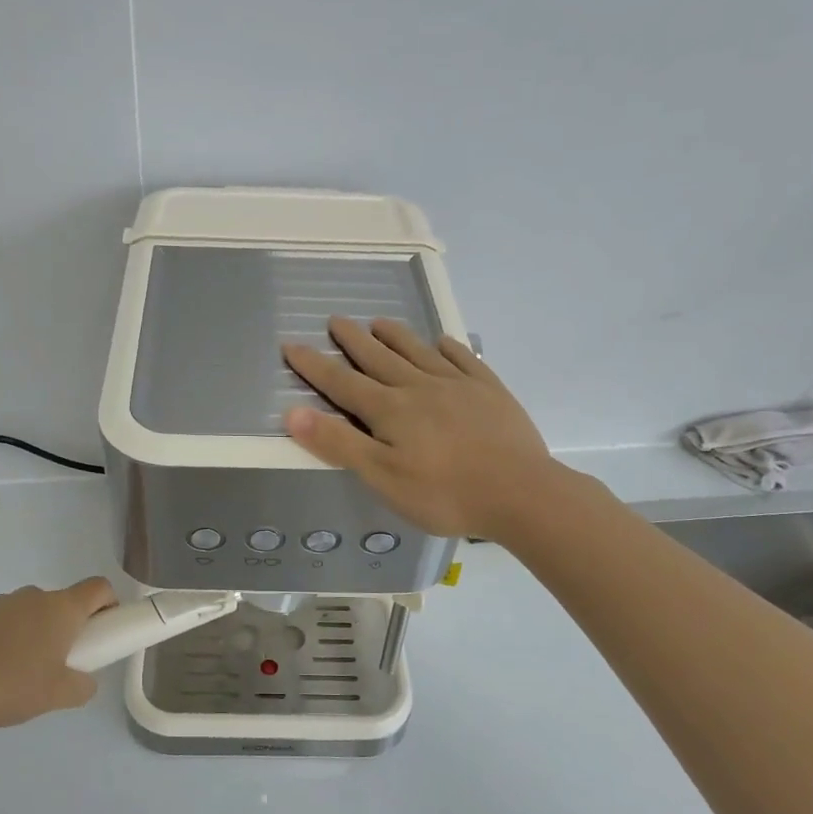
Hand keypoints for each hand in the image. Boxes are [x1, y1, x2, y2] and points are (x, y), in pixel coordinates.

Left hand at [0, 577, 117, 728]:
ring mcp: (4, 603)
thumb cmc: (11, 685)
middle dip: (72, 628)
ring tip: (25, 673)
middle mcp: (35, 596)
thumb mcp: (59, 696)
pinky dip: (12, 639)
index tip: (104, 631)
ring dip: (40, 633)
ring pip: (35, 613)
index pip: (99, 588)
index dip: (110, 604)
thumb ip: (84, 686)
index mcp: (62, 609)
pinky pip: (8, 622)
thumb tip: (84, 680)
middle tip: (65, 664)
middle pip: (66, 603)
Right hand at [282, 318, 560, 539]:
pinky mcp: (489, 391)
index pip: (342, 383)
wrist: (521, 493)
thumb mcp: (382, 477)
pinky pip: (463, 359)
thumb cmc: (444, 494)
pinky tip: (443, 343)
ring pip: (418, 351)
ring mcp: (458, 385)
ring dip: (395, 335)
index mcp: (390, 410)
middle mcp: (419, 387)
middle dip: (353, 340)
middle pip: (379, 358)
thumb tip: (293, 412)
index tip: (291, 345)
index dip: (314, 365)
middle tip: (336, 320)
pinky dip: (448, 348)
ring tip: (379, 321)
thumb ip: (338, 443)